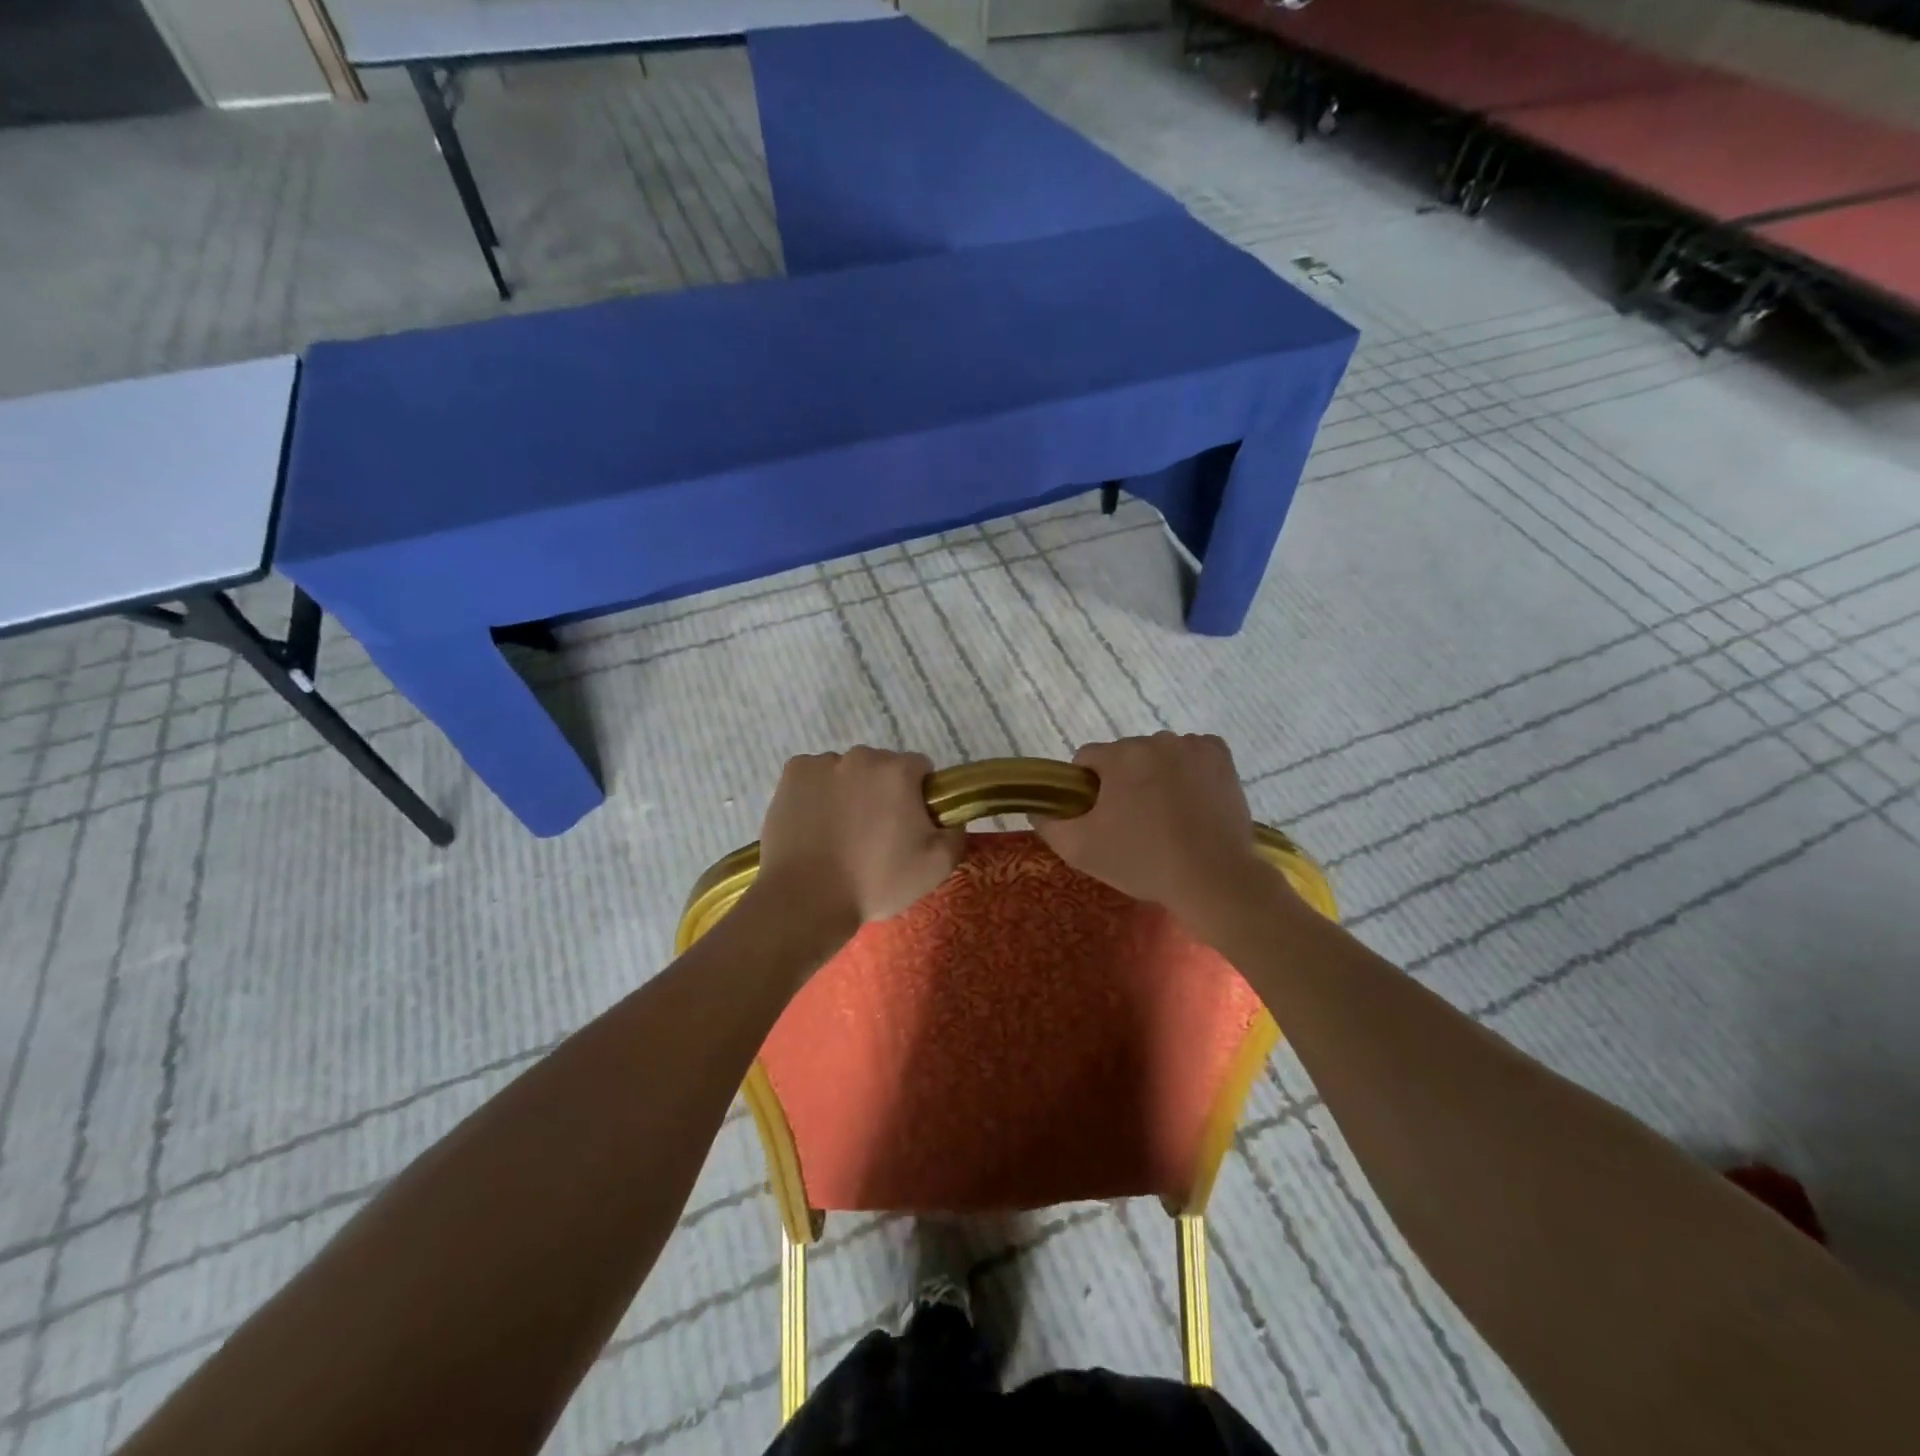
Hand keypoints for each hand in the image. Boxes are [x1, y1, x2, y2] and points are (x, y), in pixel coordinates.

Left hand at [750, 748, 965, 942]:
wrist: (805, 900)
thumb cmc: (875, 882)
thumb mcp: (936, 867)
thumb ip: (955, 833)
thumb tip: (951, 817)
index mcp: (899, 771)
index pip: (921, 769)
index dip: (920, 796)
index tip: (910, 825)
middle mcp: (861, 756)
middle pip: (882, 767)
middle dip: (884, 791)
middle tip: (876, 833)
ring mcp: (822, 763)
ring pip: (847, 771)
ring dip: (850, 790)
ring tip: (841, 833)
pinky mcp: (792, 774)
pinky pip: (815, 776)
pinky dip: (818, 792)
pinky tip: (816, 824)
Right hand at [1032, 733, 1271, 922]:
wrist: (1213, 879)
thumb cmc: (1143, 861)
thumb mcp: (1080, 850)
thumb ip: (1049, 824)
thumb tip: (1038, 806)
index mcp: (1120, 755)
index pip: (1087, 759)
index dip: (1086, 787)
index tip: (1098, 816)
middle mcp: (1156, 740)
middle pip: (1125, 755)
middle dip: (1123, 781)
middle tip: (1133, 822)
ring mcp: (1193, 745)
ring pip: (1159, 755)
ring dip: (1156, 775)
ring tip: (1166, 816)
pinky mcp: (1221, 756)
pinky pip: (1193, 754)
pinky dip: (1188, 771)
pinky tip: (1191, 801)